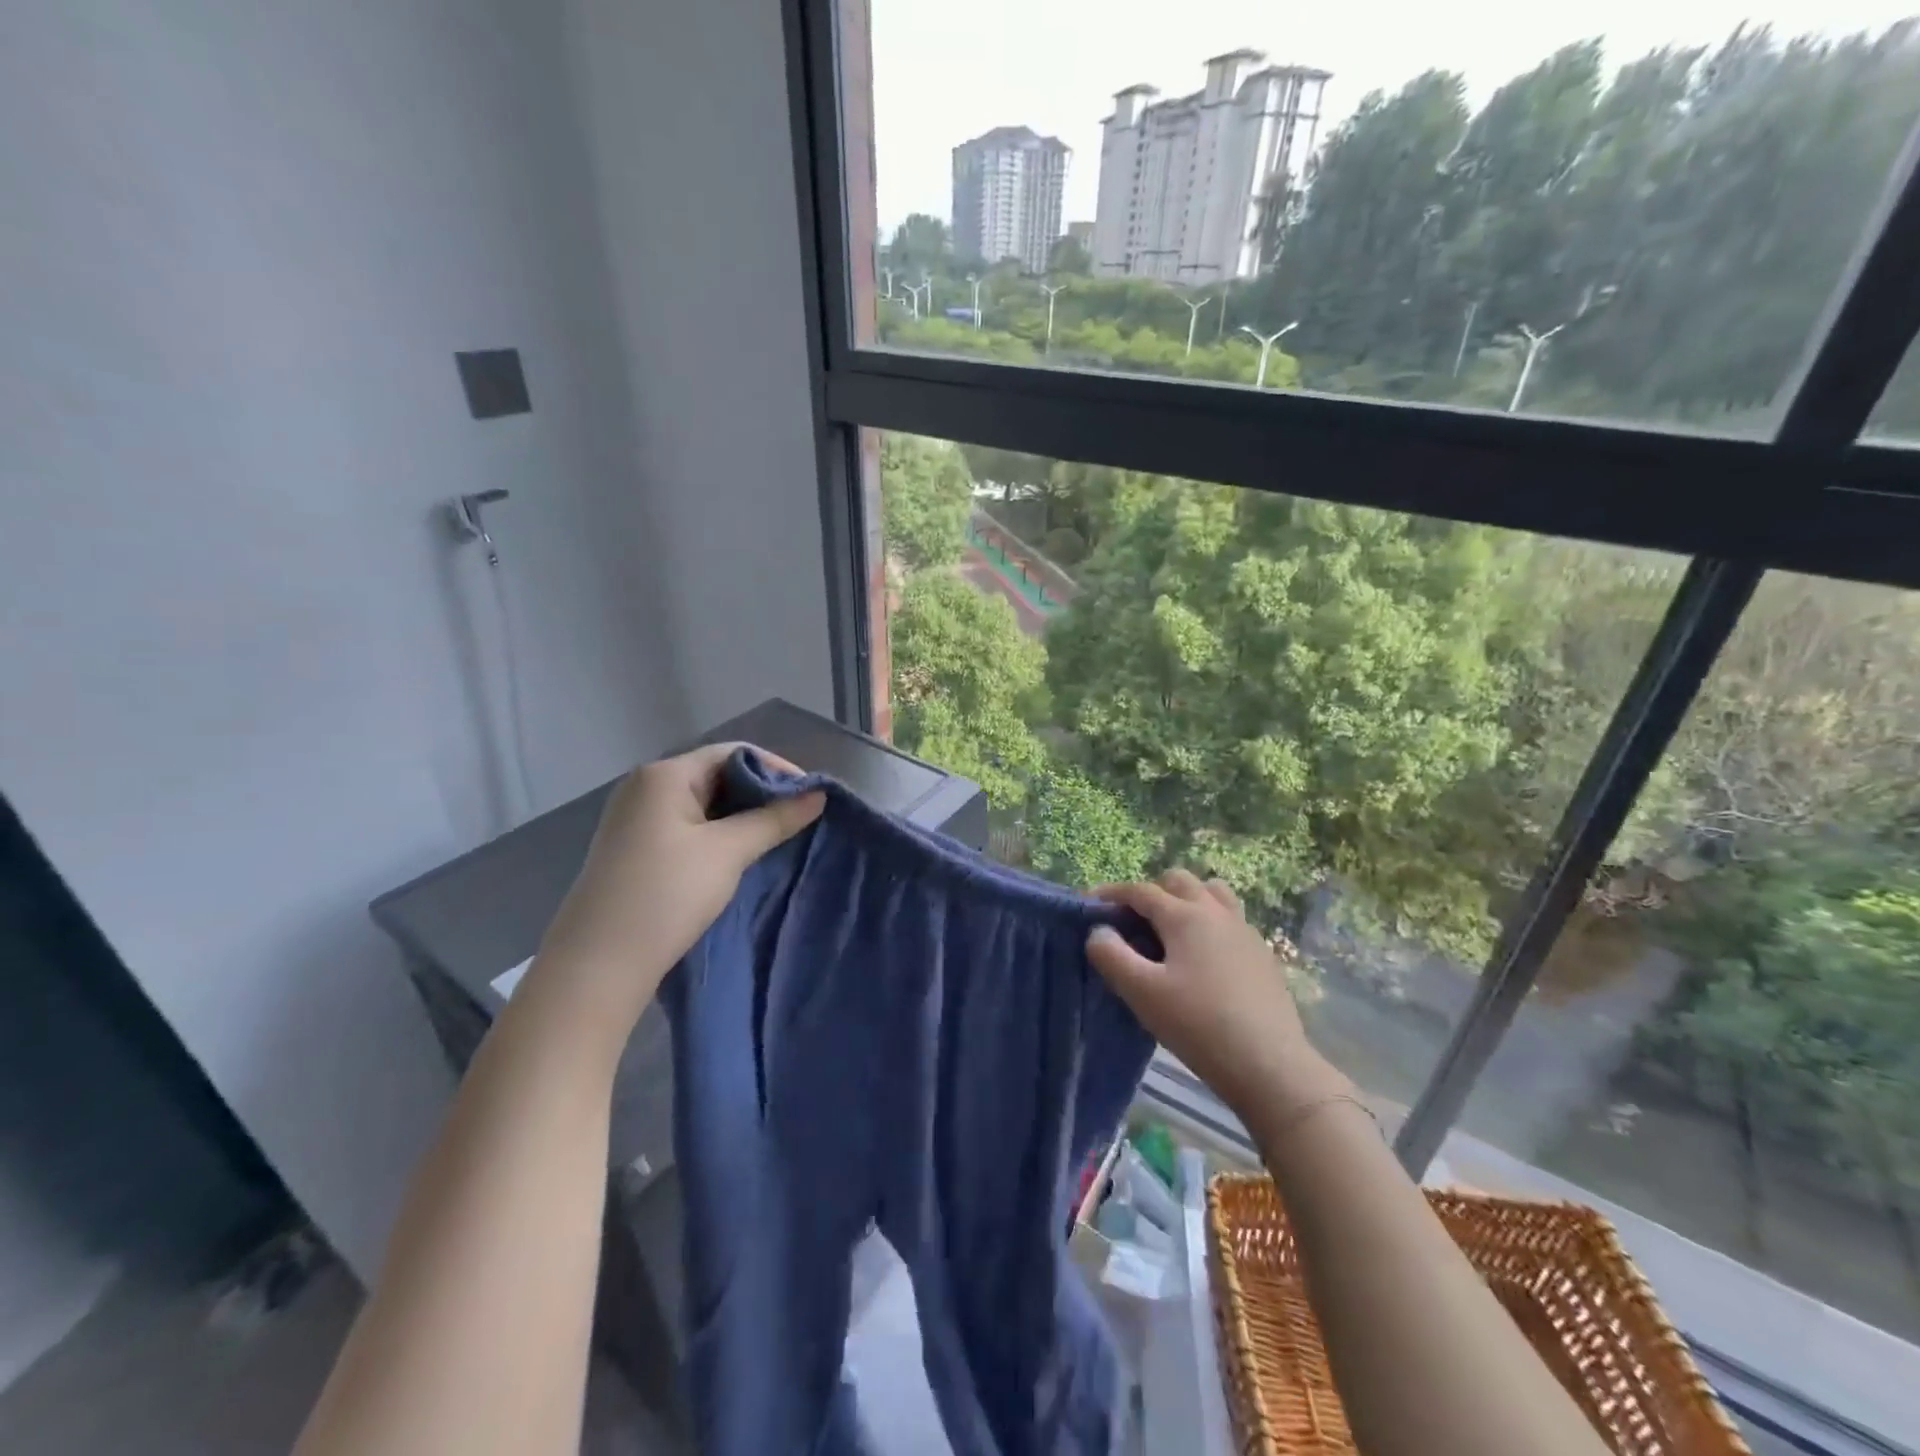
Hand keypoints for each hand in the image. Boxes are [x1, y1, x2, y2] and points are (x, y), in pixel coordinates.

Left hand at [532, 744, 823, 1023]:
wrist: (598, 965)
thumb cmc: (666, 894)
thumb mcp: (728, 852)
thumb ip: (775, 819)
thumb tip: (818, 795)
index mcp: (665, 775)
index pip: (734, 753)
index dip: (777, 769)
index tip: (811, 796)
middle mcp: (646, 787)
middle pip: (717, 774)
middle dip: (761, 793)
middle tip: (799, 818)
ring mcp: (636, 818)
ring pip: (704, 803)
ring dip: (742, 815)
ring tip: (778, 836)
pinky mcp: (635, 847)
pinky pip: (688, 826)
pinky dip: (719, 833)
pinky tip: (741, 854)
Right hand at [1086, 870, 1346, 1123]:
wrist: (1269, 1065)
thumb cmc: (1197, 1025)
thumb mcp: (1141, 992)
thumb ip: (1111, 955)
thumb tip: (1099, 931)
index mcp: (1185, 915)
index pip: (1140, 891)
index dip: (1111, 893)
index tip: (1089, 904)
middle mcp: (1216, 912)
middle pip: (1179, 881)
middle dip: (1151, 892)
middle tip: (1133, 923)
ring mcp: (1245, 931)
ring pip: (1212, 894)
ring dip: (1187, 901)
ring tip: (1171, 933)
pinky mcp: (1262, 955)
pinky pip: (1230, 921)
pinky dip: (1209, 924)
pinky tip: (1203, 960)